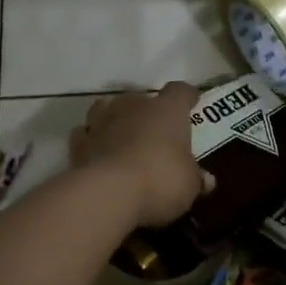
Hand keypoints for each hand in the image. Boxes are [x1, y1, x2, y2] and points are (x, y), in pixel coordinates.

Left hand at [70, 82, 214, 227]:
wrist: (108, 192)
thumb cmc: (161, 180)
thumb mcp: (188, 185)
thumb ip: (195, 178)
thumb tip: (206, 180)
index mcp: (167, 110)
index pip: (180, 91)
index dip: (186, 97)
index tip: (191, 102)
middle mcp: (134, 106)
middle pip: (141, 98)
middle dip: (147, 112)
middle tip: (155, 132)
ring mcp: (102, 121)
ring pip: (107, 107)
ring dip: (115, 118)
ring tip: (121, 134)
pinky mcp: (79, 143)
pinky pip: (86, 134)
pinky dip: (92, 140)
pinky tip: (97, 152)